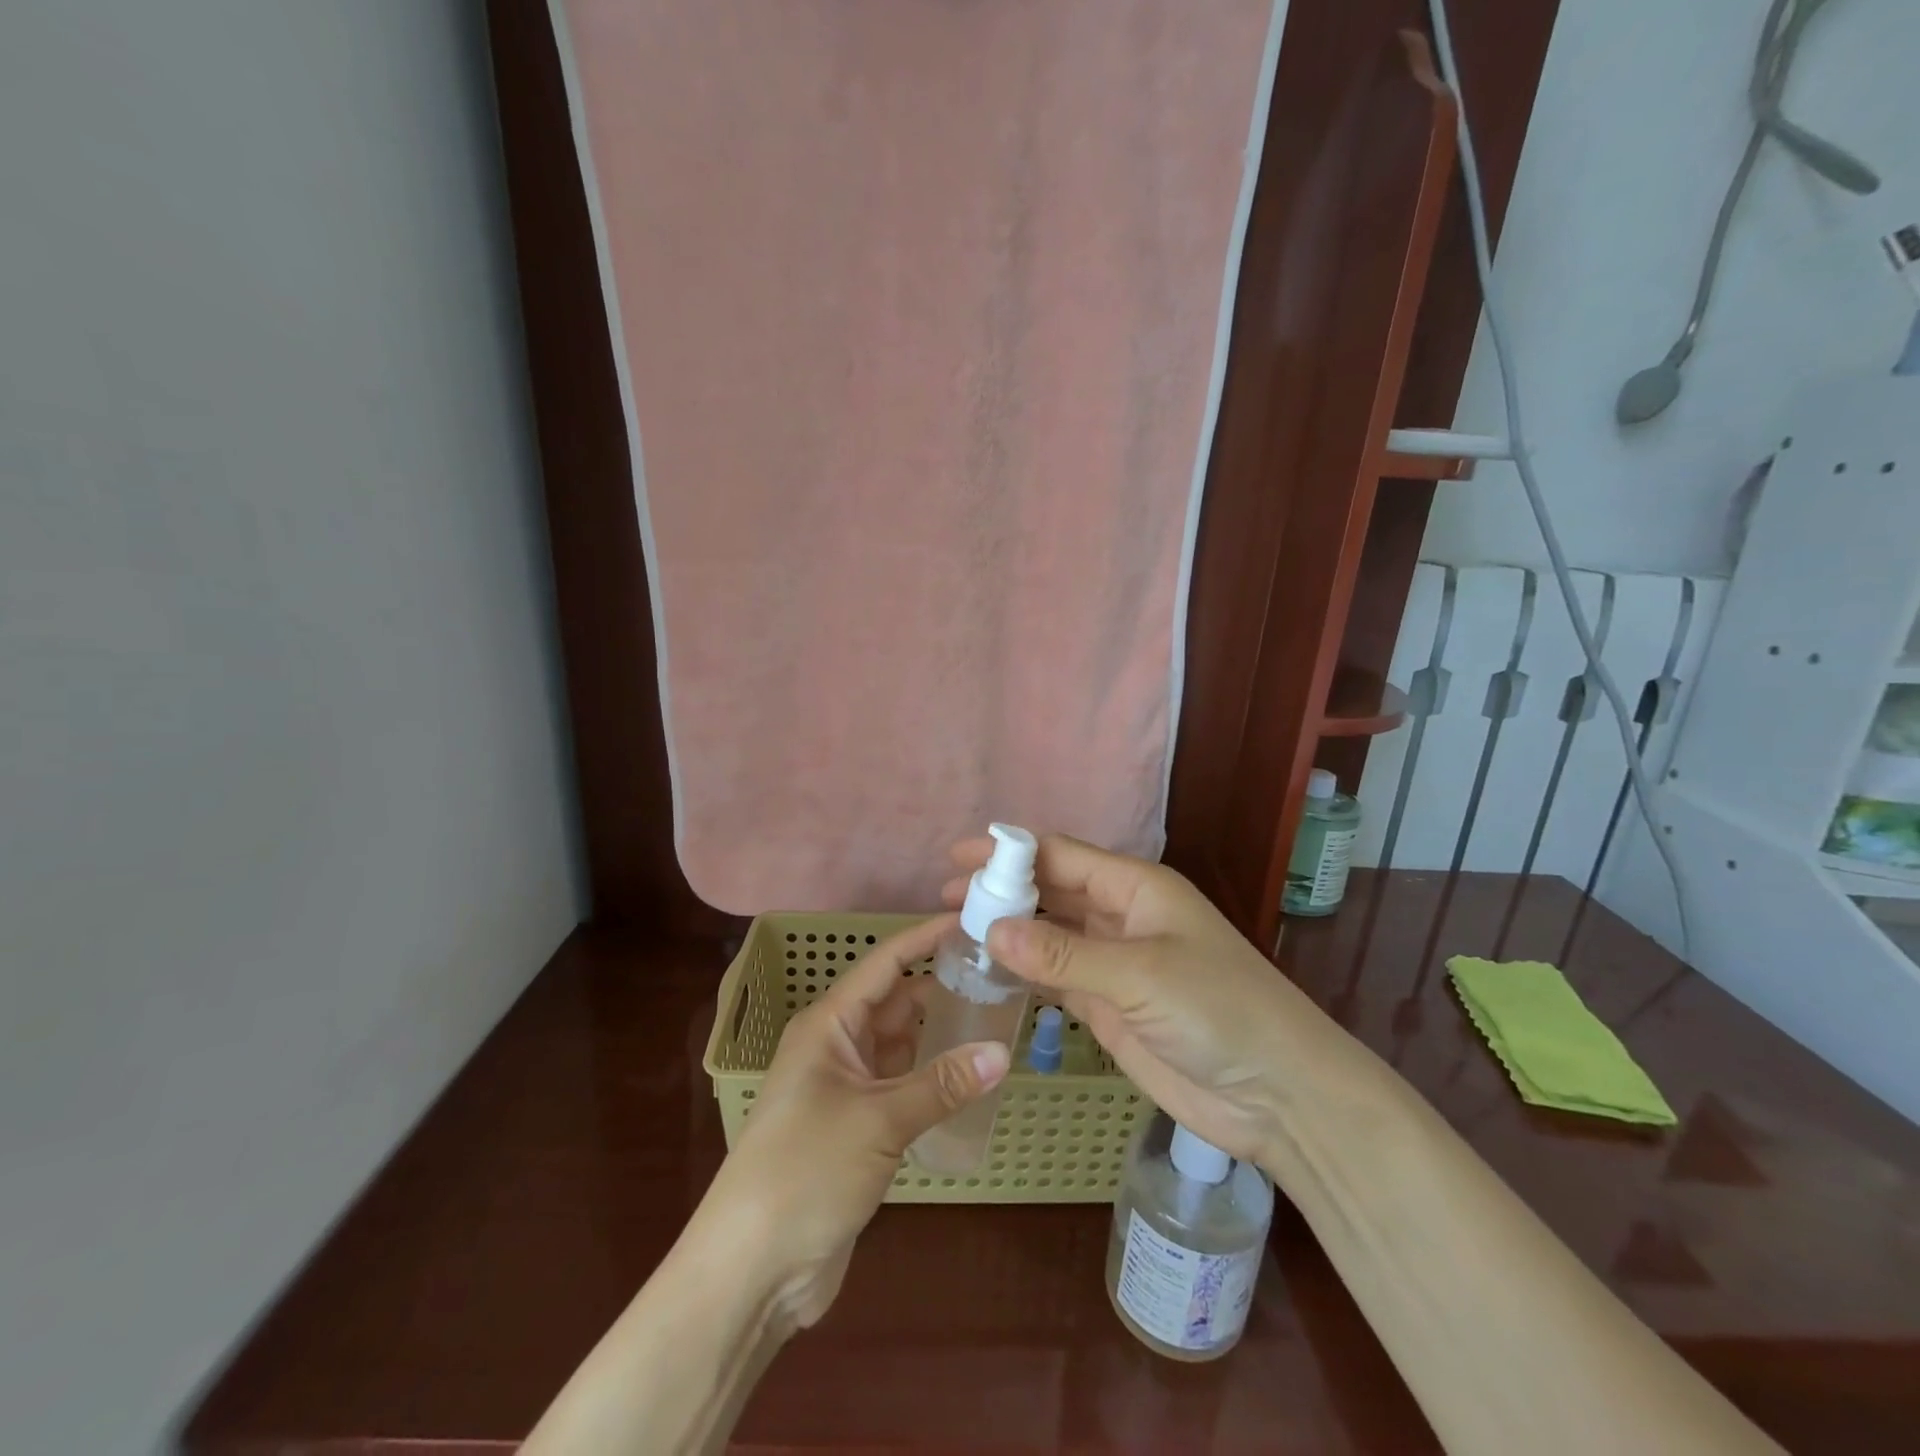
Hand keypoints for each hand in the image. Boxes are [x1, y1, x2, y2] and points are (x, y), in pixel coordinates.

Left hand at [706, 914, 1008, 1325]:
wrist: (752, 1268)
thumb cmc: (805, 1170)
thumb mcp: (878, 1120)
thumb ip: (941, 1084)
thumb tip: (1002, 1053)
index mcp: (828, 1025)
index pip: (885, 965)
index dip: (924, 939)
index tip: (970, 920)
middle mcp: (837, 1047)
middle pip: (896, 1003)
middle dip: (941, 987)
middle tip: (1000, 976)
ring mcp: (846, 1089)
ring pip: (901, 1045)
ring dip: (939, 1035)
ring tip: (996, 1020)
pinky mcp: (857, 1129)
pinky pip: (902, 1086)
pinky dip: (932, 1079)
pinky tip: (970, 1079)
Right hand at [945, 834, 1361, 1165]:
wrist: (1277, 1094)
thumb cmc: (1218, 1011)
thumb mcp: (1139, 974)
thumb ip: (1063, 953)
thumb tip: (991, 928)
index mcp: (1136, 888)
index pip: (1061, 856)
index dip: (1009, 852)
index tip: (959, 856)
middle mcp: (1121, 917)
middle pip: (1051, 892)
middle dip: (1001, 890)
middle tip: (946, 896)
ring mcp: (1114, 963)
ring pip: (1050, 934)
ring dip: (1008, 930)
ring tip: (955, 932)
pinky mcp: (1109, 1006)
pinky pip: (1056, 978)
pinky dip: (1023, 972)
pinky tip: (989, 972)